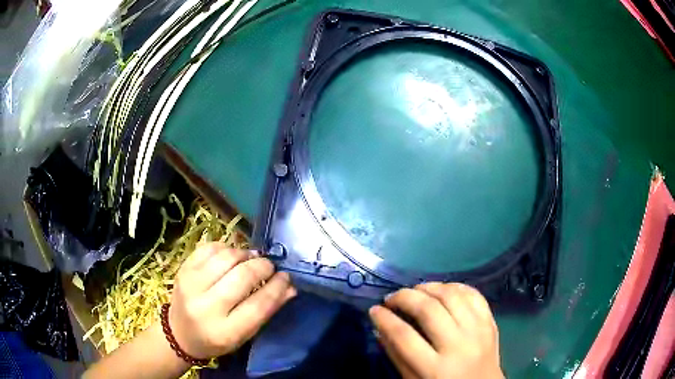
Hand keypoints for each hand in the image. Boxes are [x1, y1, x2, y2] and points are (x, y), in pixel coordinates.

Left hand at [168, 243, 295, 358]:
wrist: (179, 333)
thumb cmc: (216, 339)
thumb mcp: (244, 334)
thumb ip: (267, 311)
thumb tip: (290, 288)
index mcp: (225, 332)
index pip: (258, 305)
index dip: (276, 288)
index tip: (286, 277)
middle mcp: (205, 307)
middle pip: (242, 277)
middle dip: (263, 267)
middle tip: (270, 267)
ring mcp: (190, 285)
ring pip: (226, 257)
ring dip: (245, 255)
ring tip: (252, 260)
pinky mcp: (182, 269)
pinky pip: (209, 248)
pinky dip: (226, 248)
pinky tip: (232, 257)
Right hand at [369, 283, 502, 378]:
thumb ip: (396, 355)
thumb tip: (379, 327)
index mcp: (435, 369)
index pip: (404, 336)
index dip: (385, 319)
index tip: (374, 310)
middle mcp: (458, 346)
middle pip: (429, 310)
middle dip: (405, 297)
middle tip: (392, 298)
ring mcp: (478, 331)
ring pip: (452, 296)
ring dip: (429, 287)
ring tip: (415, 291)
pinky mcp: (490, 322)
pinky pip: (474, 294)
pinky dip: (455, 286)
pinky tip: (442, 290)